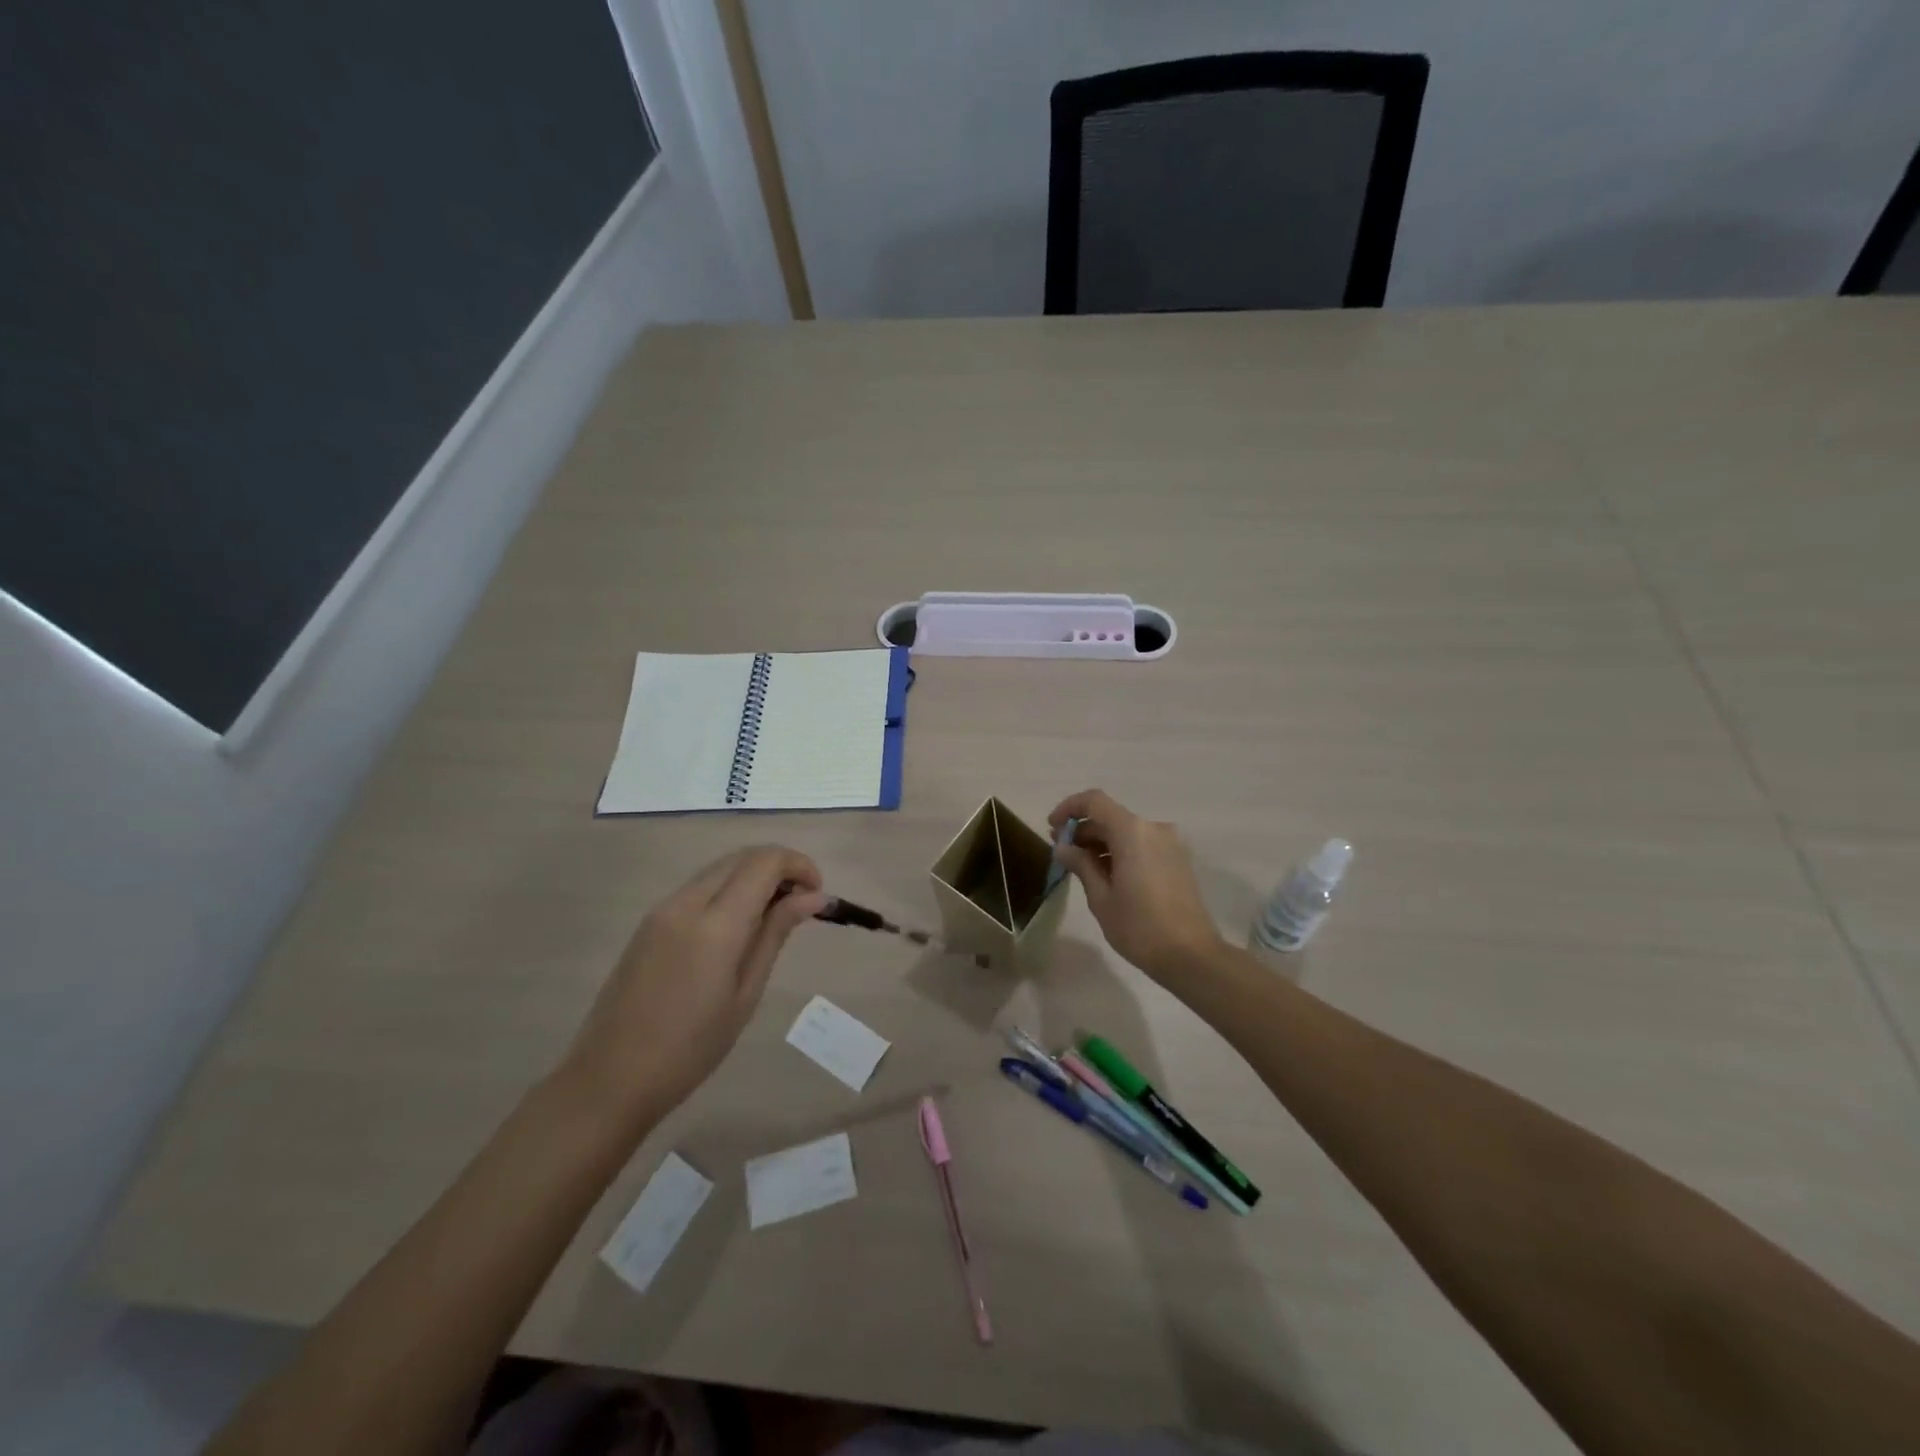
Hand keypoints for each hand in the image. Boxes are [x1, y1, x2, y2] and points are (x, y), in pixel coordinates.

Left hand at [560, 847, 827, 1118]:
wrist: (610, 1078)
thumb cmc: (691, 1048)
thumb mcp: (746, 993)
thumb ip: (776, 933)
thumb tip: (814, 897)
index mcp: (716, 923)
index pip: (765, 862)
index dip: (799, 865)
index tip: (819, 894)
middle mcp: (687, 902)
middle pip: (742, 857)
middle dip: (779, 867)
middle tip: (802, 903)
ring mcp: (663, 909)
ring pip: (720, 868)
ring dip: (753, 877)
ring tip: (775, 916)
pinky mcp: (649, 922)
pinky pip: (699, 887)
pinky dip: (729, 890)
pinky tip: (738, 927)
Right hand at [1049, 790, 1223, 980]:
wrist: (1191, 956)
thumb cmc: (1139, 927)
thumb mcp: (1101, 898)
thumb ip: (1081, 865)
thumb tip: (1062, 848)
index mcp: (1132, 831)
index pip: (1094, 801)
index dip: (1069, 808)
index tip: (1052, 827)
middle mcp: (1153, 828)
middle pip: (1110, 816)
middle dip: (1083, 829)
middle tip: (1061, 850)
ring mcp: (1169, 844)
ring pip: (1126, 831)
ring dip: (1101, 841)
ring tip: (1080, 866)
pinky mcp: (1177, 860)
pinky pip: (1142, 844)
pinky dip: (1120, 851)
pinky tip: (1106, 874)